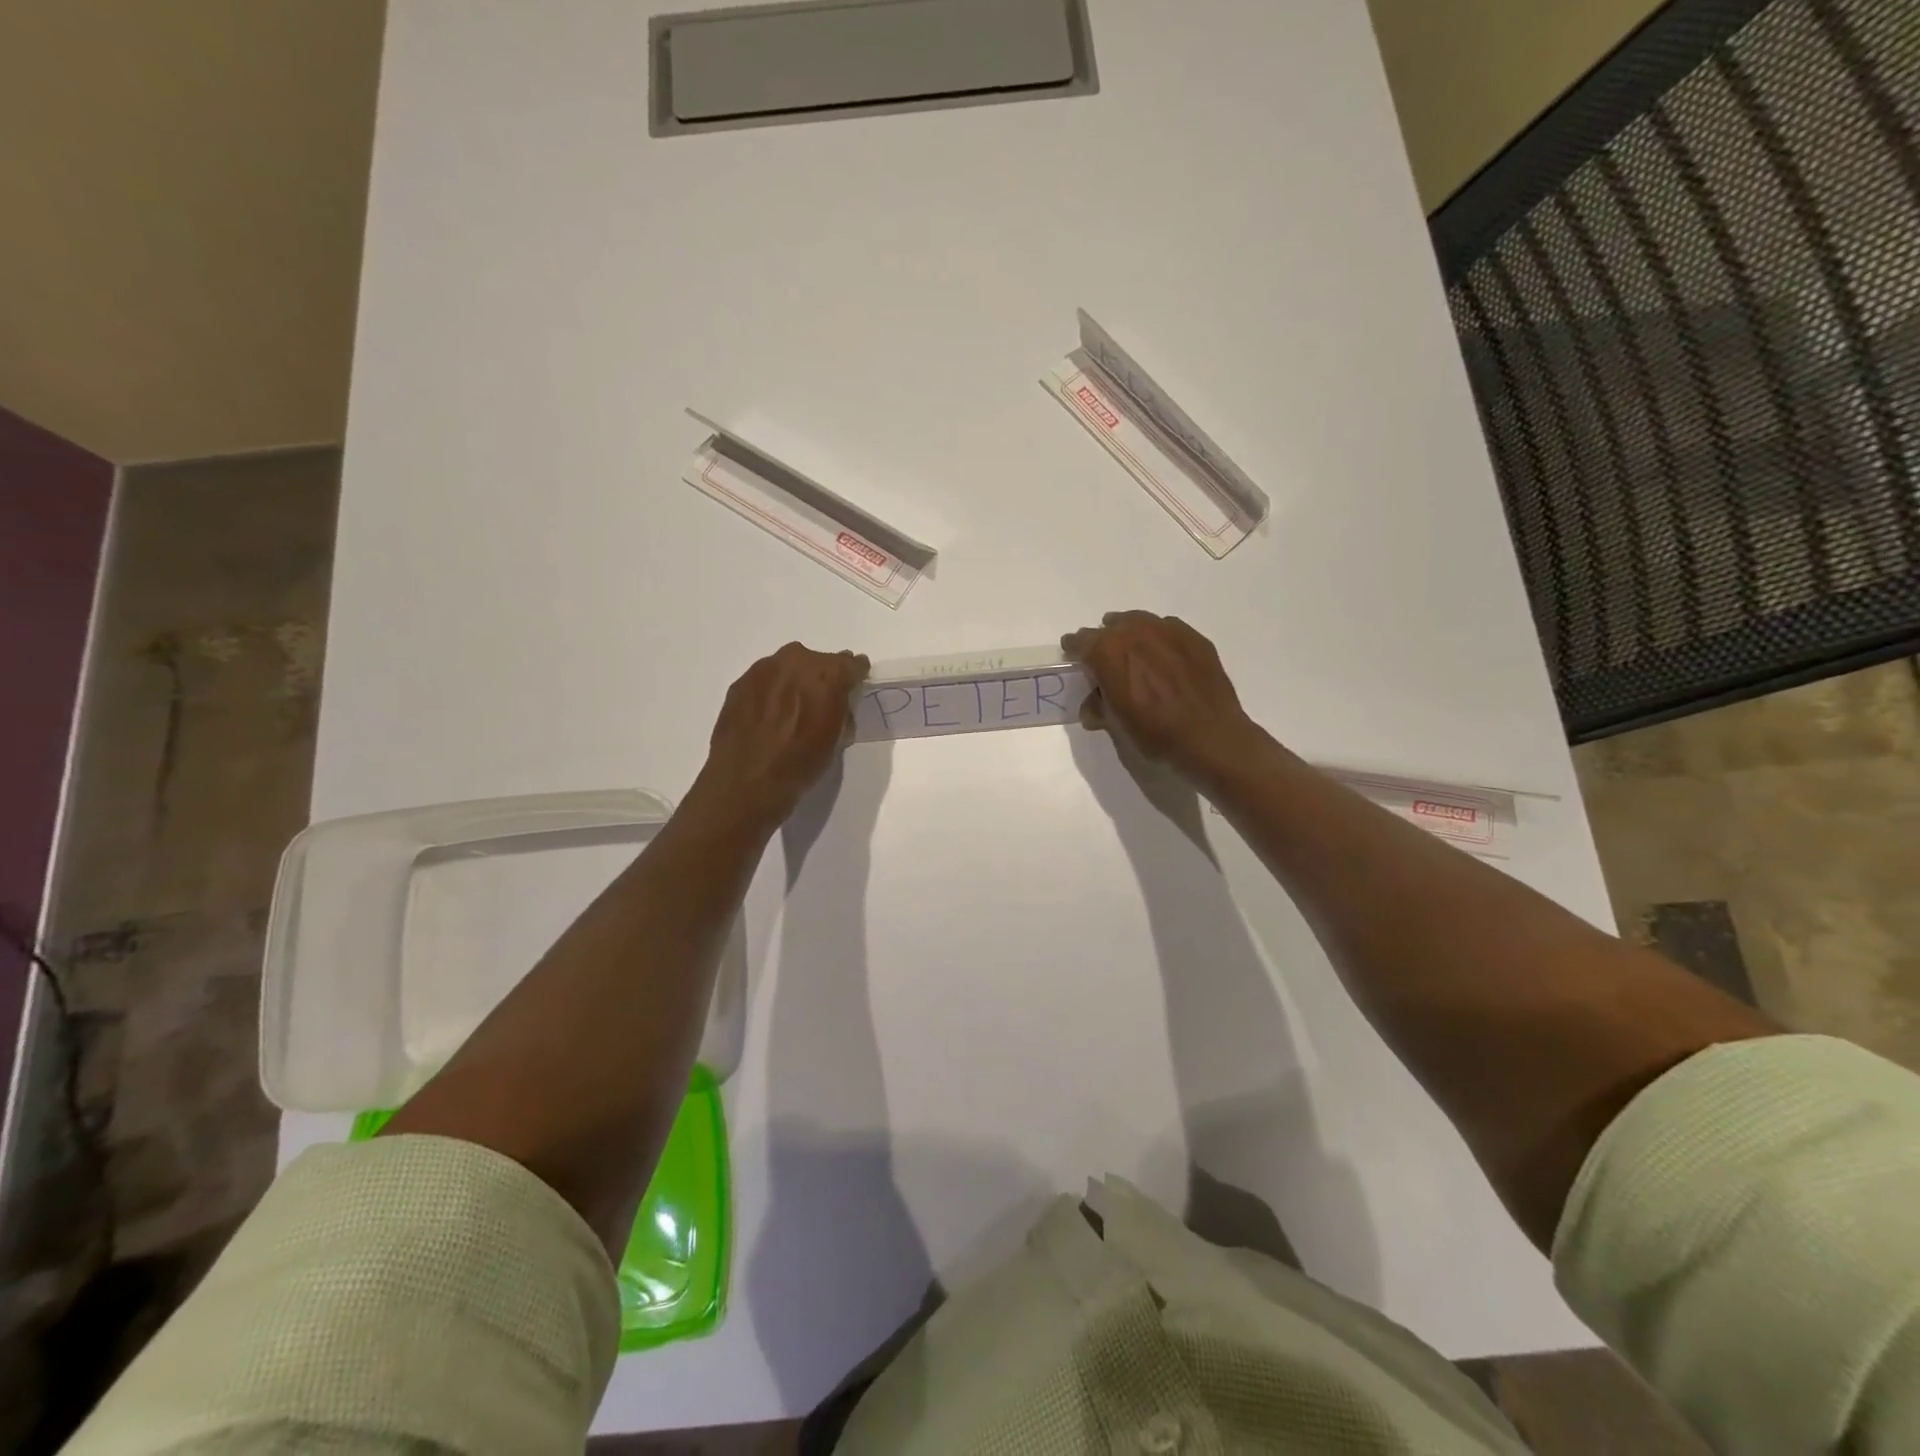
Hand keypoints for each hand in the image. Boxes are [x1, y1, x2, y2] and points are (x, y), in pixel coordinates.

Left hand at [697, 642, 868, 825]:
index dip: (855, 675)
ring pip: (789, 667)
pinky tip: (768, 715)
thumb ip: (841, 709)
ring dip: (794, 682)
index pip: (851, 664)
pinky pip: (765, 680)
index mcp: (828, 674)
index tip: (855, 684)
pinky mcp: (740, 682)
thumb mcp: (836, 738)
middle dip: (822, 677)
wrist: (747, 782)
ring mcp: (763, 669)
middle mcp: (796, 661)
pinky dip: (770, 692)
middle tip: (821, 700)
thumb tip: (838, 703)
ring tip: (791, 708)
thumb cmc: (801, 763)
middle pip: (818, 661)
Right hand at [1062, 611, 1263, 786]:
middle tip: (1106, 660)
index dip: (1074, 649)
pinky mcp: (1194, 638)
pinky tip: (1165, 658)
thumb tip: (1094, 705)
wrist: (1210, 737)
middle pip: (1110, 627)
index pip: (1080, 641)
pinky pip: (1167, 630)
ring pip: (1139, 622)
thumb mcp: (1116, 725)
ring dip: (1132, 635)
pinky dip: (1160, 640)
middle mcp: (1134, 632)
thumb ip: (1099, 706)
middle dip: (1104, 642)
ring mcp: (1167, 631)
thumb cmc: (1155, 734)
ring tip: (1135, 653)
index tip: (1074, 656)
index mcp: (1107, 651)